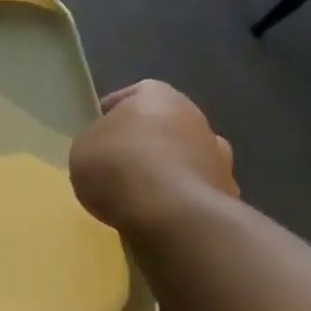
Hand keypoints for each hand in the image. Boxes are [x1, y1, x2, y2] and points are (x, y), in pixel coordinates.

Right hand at [70, 80, 237, 232]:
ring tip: (140, 194)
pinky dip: (182, 201)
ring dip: (169, 170)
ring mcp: (218, 158)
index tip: (101, 127)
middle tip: (121, 161)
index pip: (138, 93)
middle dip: (147, 140)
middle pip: (167, 125)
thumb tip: (110, 148)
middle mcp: (196, 119)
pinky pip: (196, 192)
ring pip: (187, 158)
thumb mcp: (83, 148)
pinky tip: (161, 217)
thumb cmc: (119, 167)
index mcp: (159, 97)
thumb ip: (97, 142)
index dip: (117, 110)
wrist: (171, 215)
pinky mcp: (227, 195)